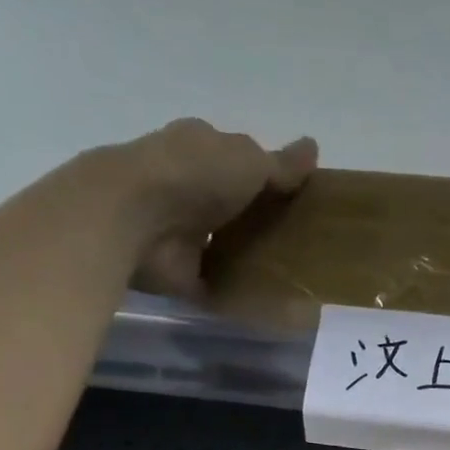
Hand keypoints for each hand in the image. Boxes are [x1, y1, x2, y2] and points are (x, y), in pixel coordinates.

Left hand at [104, 117, 318, 298]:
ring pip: (220, 242)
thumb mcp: (249, 160)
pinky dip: (234, 292)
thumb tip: (313, 147)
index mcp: (199, 147)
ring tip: (289, 275)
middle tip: (300, 241)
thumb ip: (281, 164)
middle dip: (256, 218)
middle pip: (229, 203)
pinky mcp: (178, 271)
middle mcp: (185, 185)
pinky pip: (214, 283)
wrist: (137, 219)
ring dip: (244, 256)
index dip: (264, 175)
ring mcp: (178, 230)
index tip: (295, 198)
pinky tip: (265, 302)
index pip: (235, 158)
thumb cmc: (195, 174)